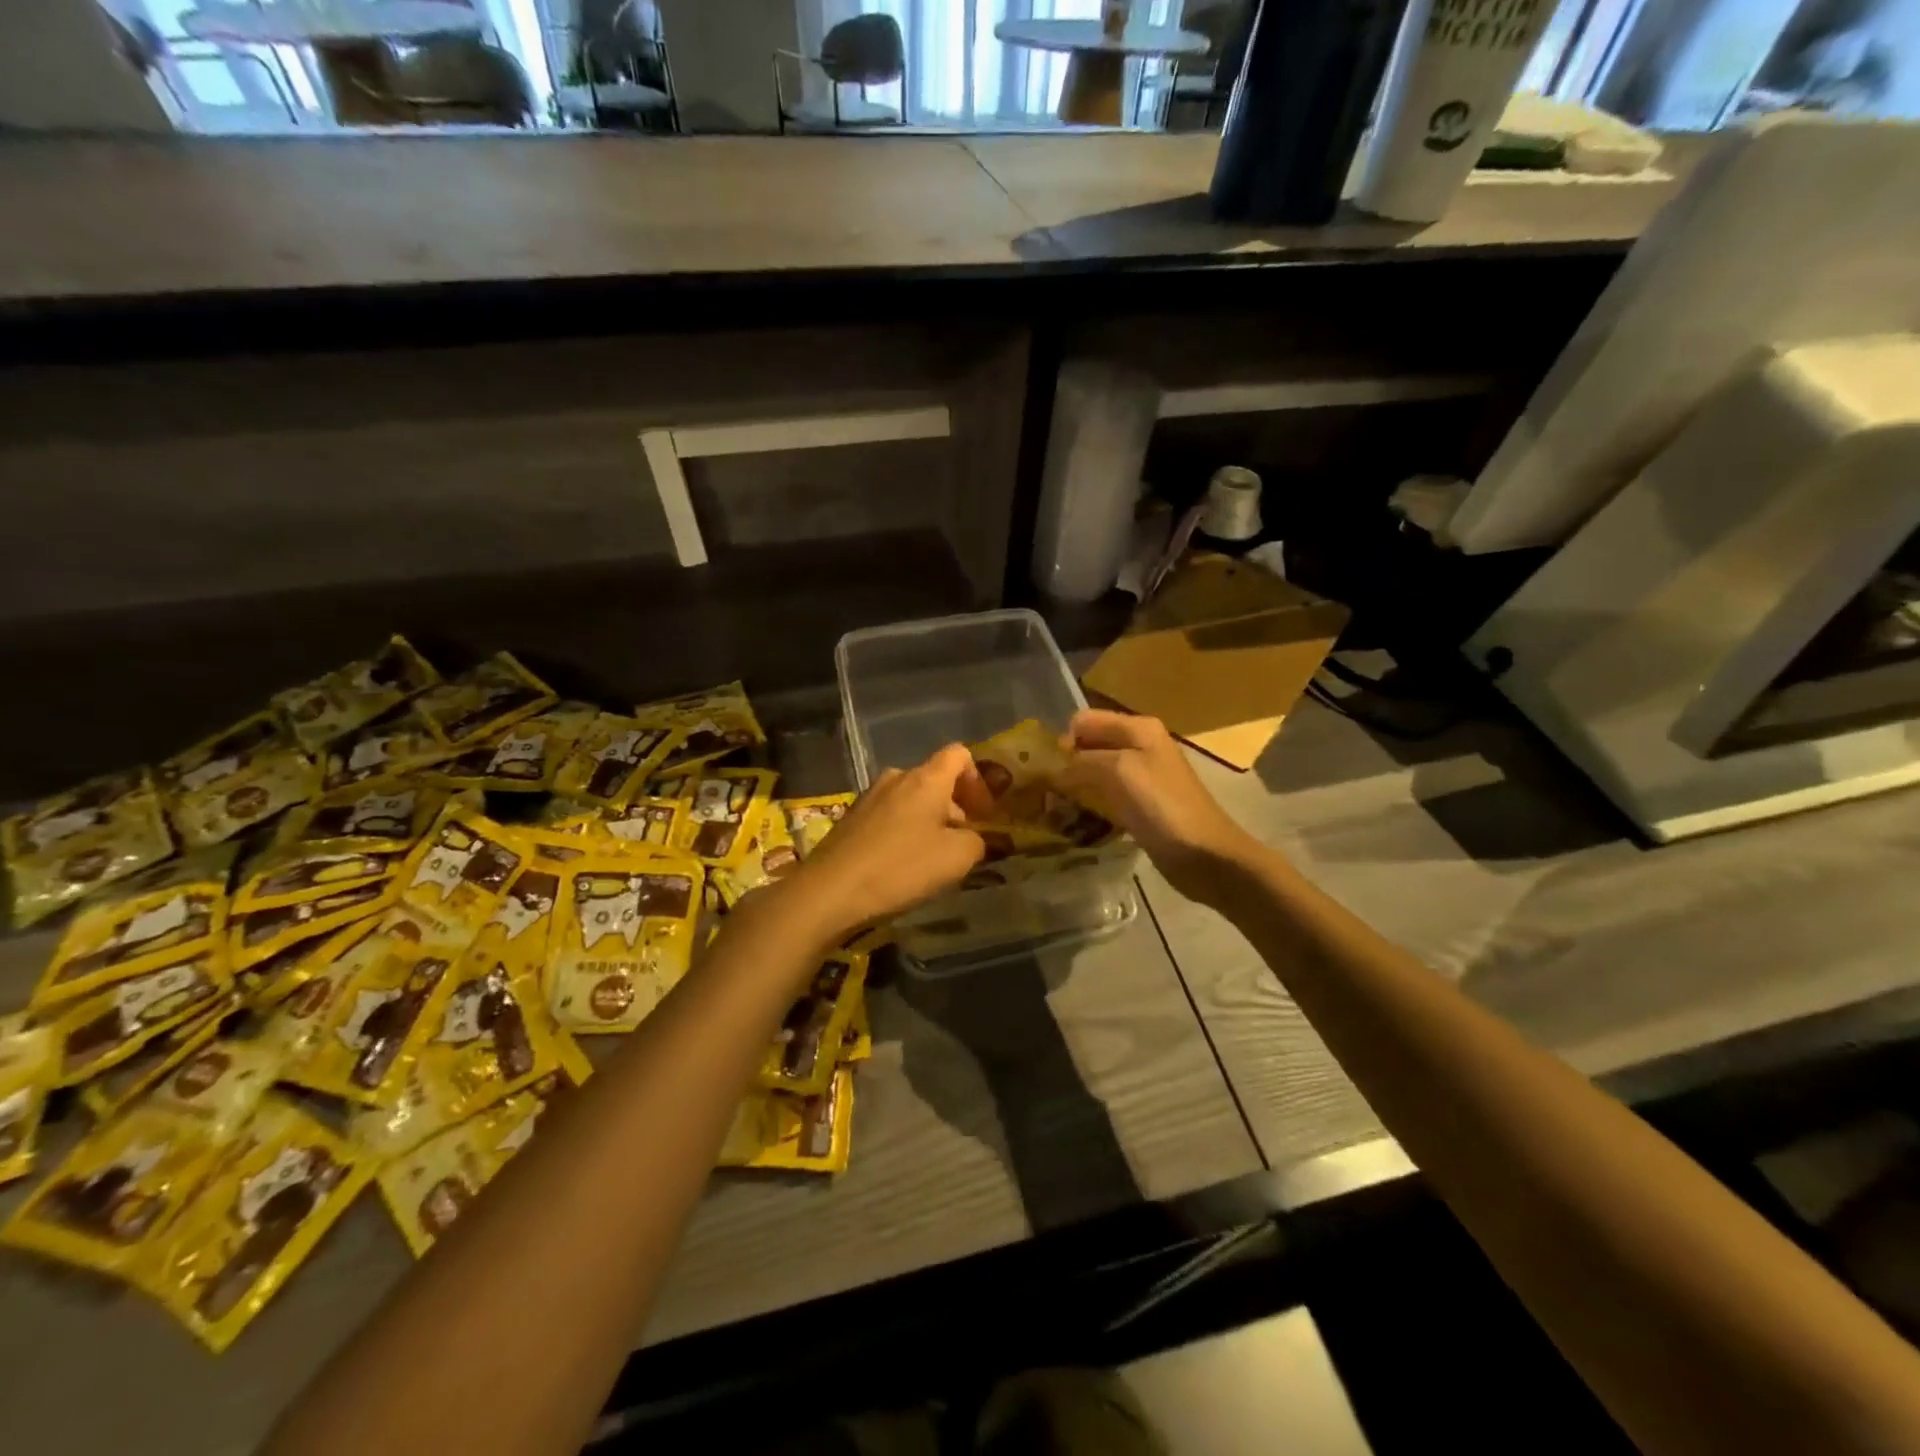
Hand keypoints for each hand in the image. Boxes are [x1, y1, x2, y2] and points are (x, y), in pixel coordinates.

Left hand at [784, 745, 987, 942]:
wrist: (830, 891)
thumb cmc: (901, 868)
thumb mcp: (957, 858)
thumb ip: (978, 841)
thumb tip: (976, 838)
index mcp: (925, 778)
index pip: (959, 754)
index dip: (978, 779)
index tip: (983, 813)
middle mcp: (896, 778)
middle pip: (935, 779)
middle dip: (955, 807)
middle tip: (963, 843)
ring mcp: (869, 797)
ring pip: (911, 799)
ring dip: (929, 821)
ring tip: (932, 858)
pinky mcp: (851, 819)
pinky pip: (889, 815)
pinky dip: (904, 831)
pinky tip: (901, 864)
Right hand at [1055, 709, 1260, 904]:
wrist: (1205, 855)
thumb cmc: (1163, 806)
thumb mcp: (1119, 771)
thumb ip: (1081, 761)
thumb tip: (1052, 767)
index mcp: (1138, 728)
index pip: (1084, 721)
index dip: (1063, 741)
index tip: (1046, 771)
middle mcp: (1140, 745)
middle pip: (1089, 745)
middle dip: (1065, 763)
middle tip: (1044, 792)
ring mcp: (1142, 776)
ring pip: (1095, 771)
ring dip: (1075, 786)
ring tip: (1056, 808)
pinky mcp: (1141, 804)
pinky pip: (1106, 795)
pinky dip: (1090, 803)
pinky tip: (1078, 820)